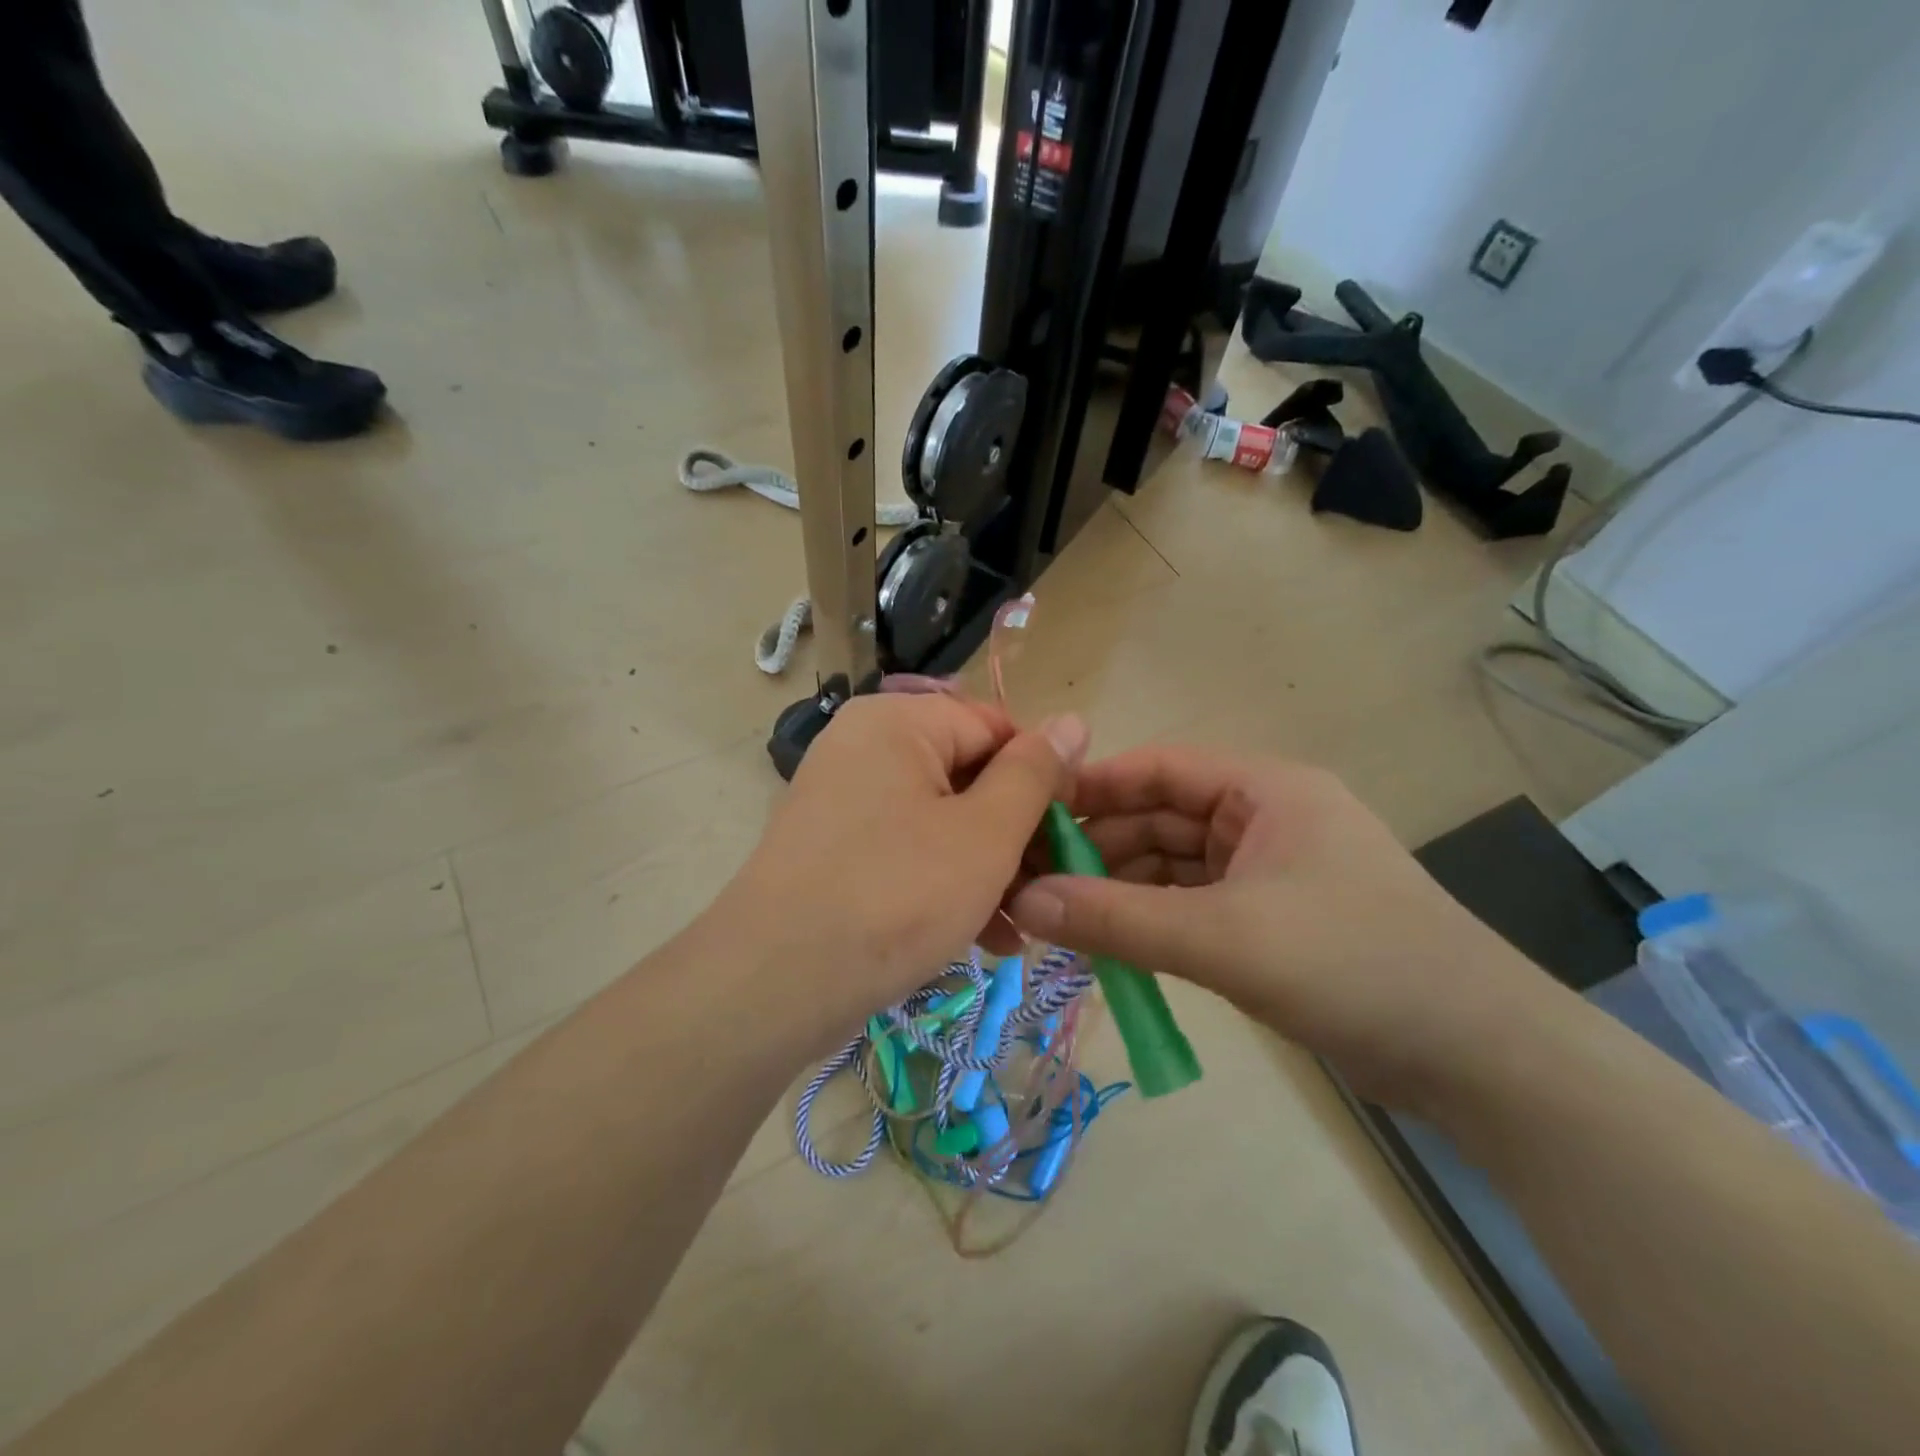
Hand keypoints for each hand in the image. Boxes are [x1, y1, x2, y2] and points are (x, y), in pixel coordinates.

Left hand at [721, 693, 1086, 1026]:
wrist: (773, 984)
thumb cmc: (896, 895)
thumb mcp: (985, 834)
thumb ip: (1034, 773)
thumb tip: (1072, 721)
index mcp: (898, 722)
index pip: (996, 728)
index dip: (1042, 778)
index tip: (1072, 836)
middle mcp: (865, 746)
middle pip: (968, 776)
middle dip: (1015, 837)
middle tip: (1049, 891)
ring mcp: (844, 798)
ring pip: (942, 821)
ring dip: (988, 870)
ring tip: (1023, 926)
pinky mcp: (835, 847)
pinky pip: (908, 849)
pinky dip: (946, 883)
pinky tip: (986, 937)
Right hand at [1009, 745, 1549, 1108]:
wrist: (1480, 1058)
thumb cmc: (1352, 965)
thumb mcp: (1223, 938)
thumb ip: (1118, 920)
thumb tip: (1024, 902)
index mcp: (1264, 790)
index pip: (1158, 770)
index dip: (1092, 788)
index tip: (1028, 815)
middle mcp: (1265, 819)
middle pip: (1161, 819)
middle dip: (1099, 848)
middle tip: (1032, 881)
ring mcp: (1271, 872)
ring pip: (1174, 867)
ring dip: (1122, 889)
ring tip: (1060, 919)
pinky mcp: (1275, 921)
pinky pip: (1194, 906)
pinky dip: (1153, 921)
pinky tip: (1111, 945)